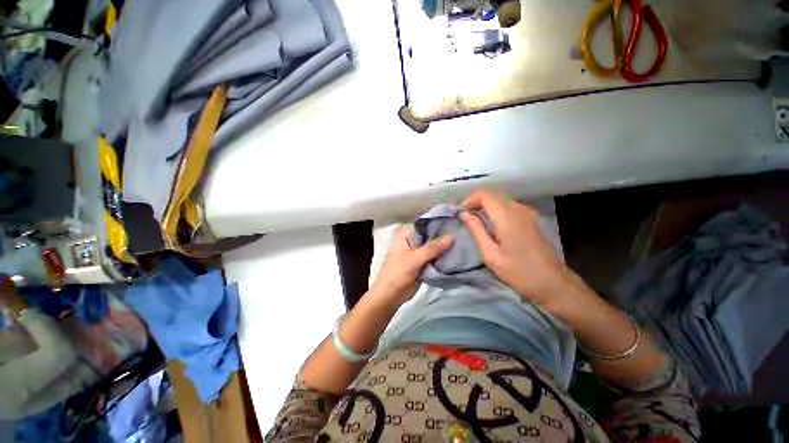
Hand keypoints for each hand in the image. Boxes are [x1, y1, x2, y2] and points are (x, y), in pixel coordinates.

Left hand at [370, 225, 453, 304]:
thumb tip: (451, 236)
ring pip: (433, 247)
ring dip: (444, 247)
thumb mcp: (415, 258)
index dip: (437, 223)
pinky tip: (456, 254)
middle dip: (443, 236)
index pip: (423, 224)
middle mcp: (411, 241)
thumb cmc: (398, 273)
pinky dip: (442, 257)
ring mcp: (417, 253)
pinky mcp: (422, 263)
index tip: (454, 222)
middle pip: (429, 235)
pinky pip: (434, 258)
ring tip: (462, 242)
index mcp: (405, 235)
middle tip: (461, 233)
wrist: (390, 296)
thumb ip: (432, 248)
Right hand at [460, 189, 585, 312]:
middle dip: (476, 202)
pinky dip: (496, 210)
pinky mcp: (531, 217)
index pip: (484, 194)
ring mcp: (527, 212)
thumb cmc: (519, 273)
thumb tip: (464, 214)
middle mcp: (519, 209)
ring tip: (476, 222)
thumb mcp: (491, 255)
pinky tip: (492, 224)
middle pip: (492, 194)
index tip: (462, 213)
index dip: (470, 199)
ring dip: (485, 206)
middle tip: (466, 218)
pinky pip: (508, 206)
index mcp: (507, 218)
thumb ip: (477, 230)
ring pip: (500, 199)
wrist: (554, 284)